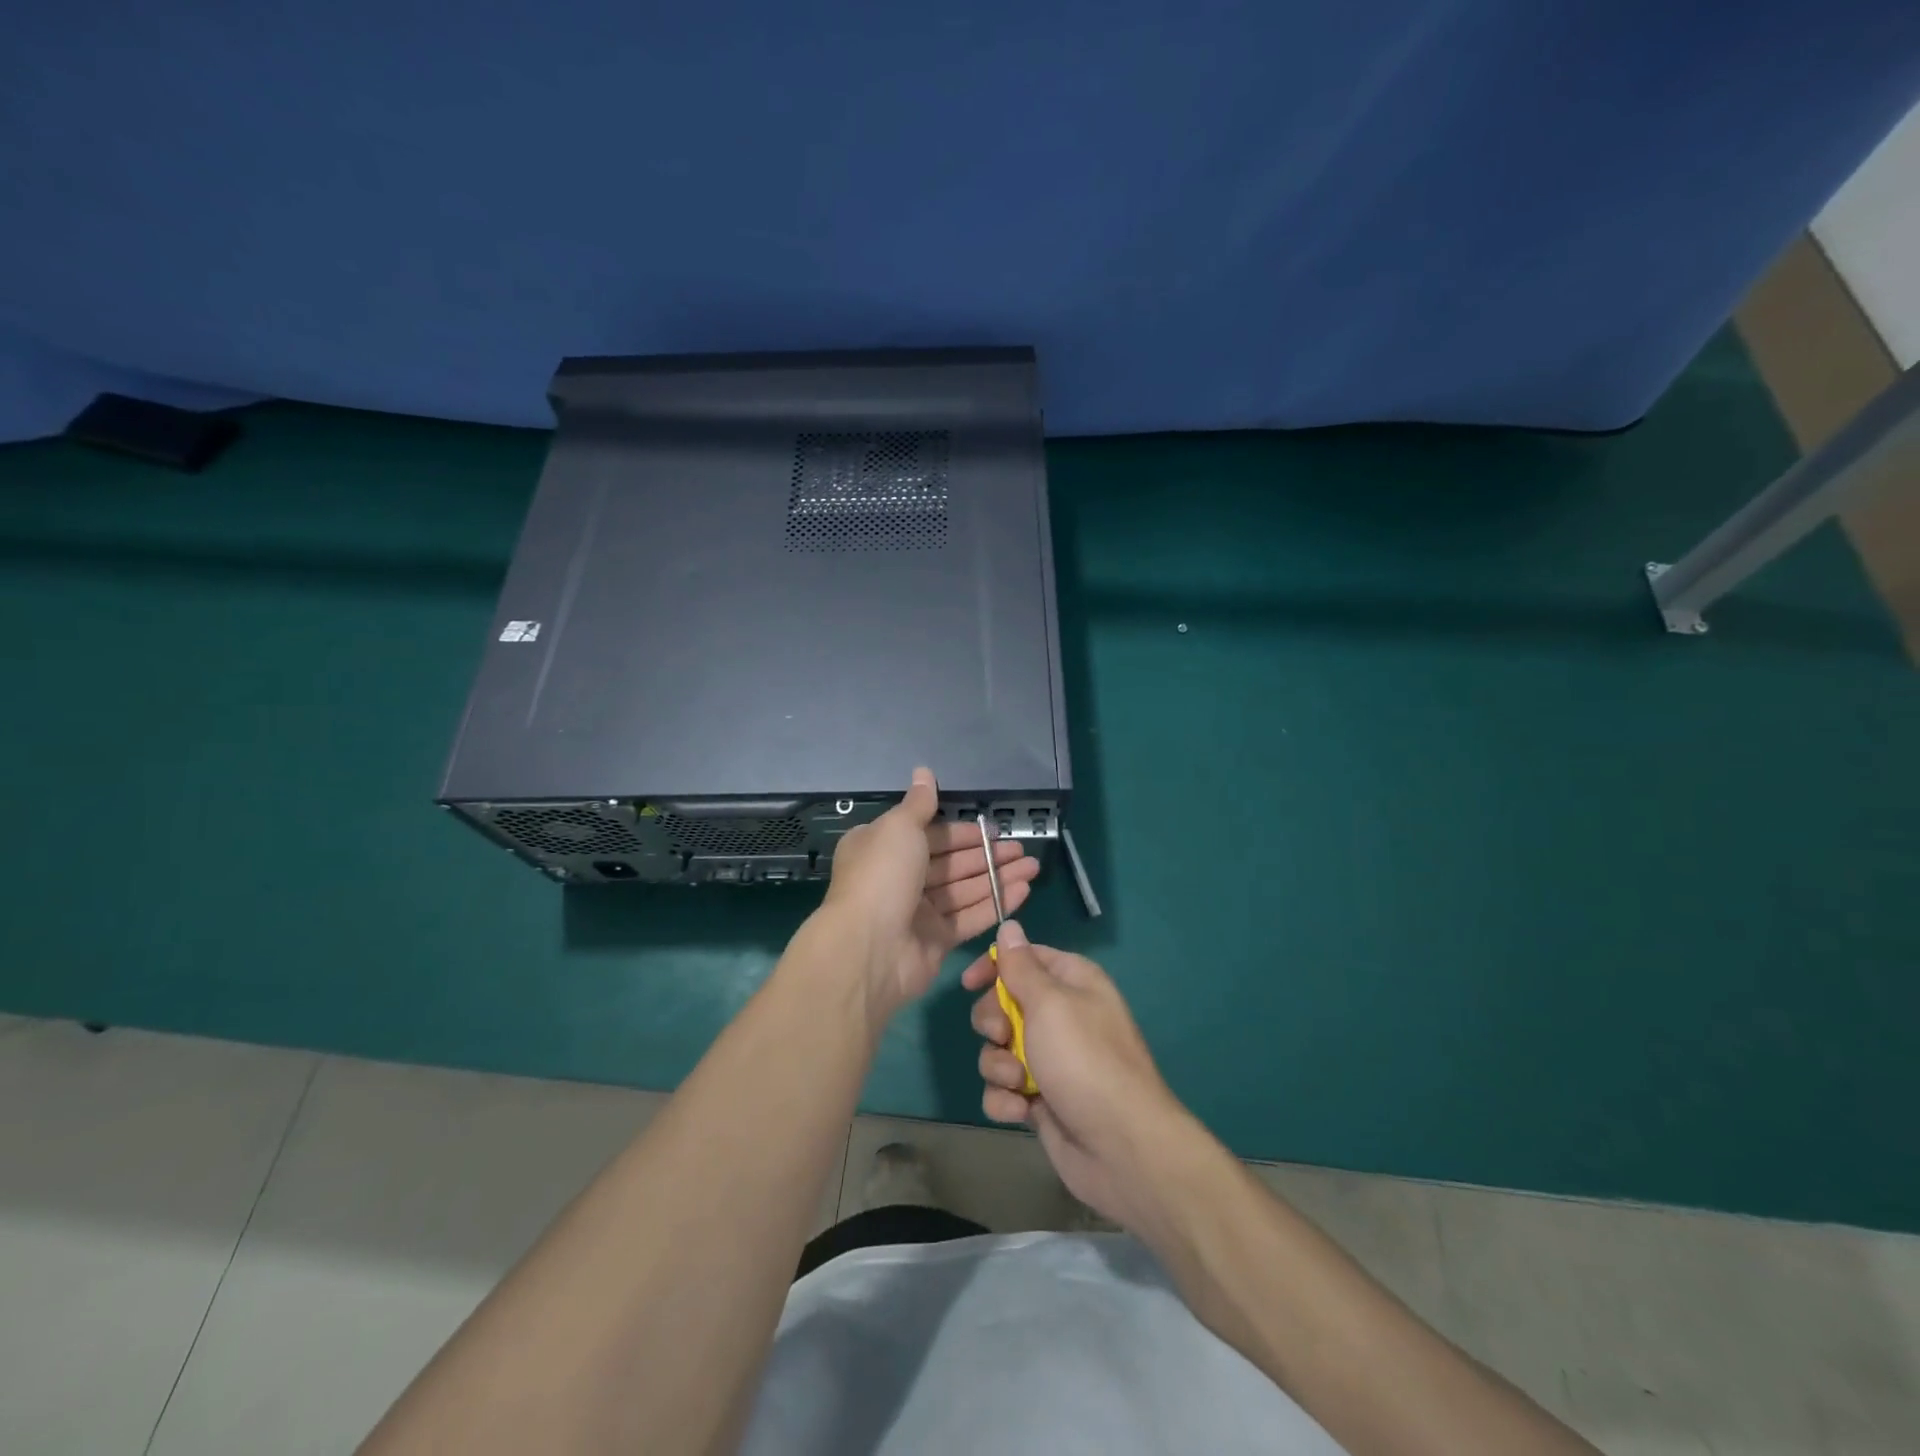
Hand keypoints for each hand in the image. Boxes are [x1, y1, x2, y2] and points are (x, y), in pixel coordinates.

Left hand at [822, 768, 1039, 1014]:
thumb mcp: (899, 828)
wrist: (869, 948)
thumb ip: (919, 803)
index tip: (993, 829)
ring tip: (1033, 867)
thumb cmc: (882, 876)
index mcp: (882, 848)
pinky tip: (1024, 891)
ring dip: (998, 877)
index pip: (929, 835)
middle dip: (987, 855)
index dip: (962, 832)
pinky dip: (996, 903)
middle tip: (1023, 849)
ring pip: (964, 890)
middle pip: (950, 863)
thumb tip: (923, 770)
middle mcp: (898, 878)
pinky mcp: (935, 941)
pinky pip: (970, 917)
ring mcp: (917, 912)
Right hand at [962, 921, 1196, 1231]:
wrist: (1121, 1147)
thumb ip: (1021, 967)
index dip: (995, 966)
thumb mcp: (1050, 1003)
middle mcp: (1061, 1016)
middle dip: (992, 1022)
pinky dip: (1005, 1099)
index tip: (969, 983)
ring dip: (998, 1065)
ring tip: (1018, 1082)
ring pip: (998, 1049)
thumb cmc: (1085, 1060)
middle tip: (1002, 1036)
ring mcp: (1050, 1060)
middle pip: (1003, 1004)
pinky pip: (1004, 1088)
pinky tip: (1020, 1110)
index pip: (1025, 958)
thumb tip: (1009, 925)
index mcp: (1072, 982)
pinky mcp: (1040, 1099)